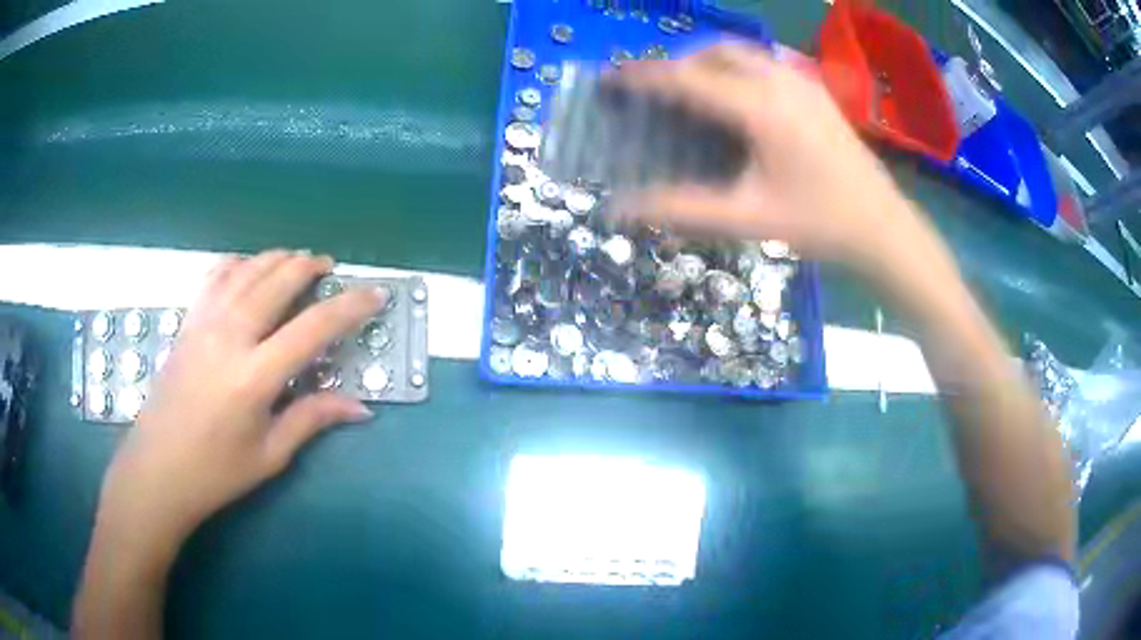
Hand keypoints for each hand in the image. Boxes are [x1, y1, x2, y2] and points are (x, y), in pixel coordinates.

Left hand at [94, 250, 384, 557]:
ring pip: (247, 269)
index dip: (351, 307)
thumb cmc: (216, 472)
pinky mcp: (187, 322)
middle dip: (310, 266)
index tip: (375, 294)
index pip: (313, 327)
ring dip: (277, 258)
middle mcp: (229, 336)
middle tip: (331, 268)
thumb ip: (312, 418)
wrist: (158, 468)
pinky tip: (249, 267)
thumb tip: (361, 407)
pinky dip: (239, 263)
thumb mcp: (269, 454)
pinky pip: (215, 276)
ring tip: (297, 260)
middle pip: (278, 280)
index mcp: (254, 375)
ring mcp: (204, 323)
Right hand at [614, 42, 933, 276]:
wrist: (883, 227)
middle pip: (716, 50)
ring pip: (743, 51)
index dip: (645, 76)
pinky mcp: (816, 89)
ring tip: (691, 90)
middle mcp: (780, 82)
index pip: (688, 79)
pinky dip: (736, 67)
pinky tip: (736, 98)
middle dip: (679, 62)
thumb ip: (682, 210)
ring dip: (708, 61)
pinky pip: (765, 62)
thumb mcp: (748, 219)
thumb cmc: (820, 224)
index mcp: (761, 109)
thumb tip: (621, 209)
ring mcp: (803, 82)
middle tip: (656, 90)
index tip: (612, 77)